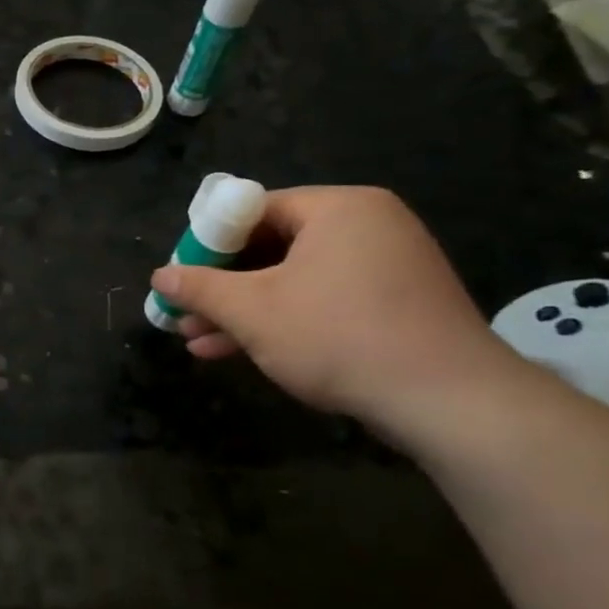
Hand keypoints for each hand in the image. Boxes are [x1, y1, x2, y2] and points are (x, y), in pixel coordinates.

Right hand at [150, 186, 525, 442]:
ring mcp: (386, 266)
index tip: (180, 275)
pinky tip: (238, 351)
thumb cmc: (339, 336)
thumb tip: (159, 276)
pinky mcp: (395, 305)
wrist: (448, 401)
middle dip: (221, 286)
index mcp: (338, 208)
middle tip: (183, 311)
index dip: (208, 242)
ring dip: (243, 311)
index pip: (255, 209)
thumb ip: (200, 288)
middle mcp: (367, 225)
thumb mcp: (253, 311)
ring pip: (294, 280)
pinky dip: (282, 321)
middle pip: (272, 246)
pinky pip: (323, 300)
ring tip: (197, 341)